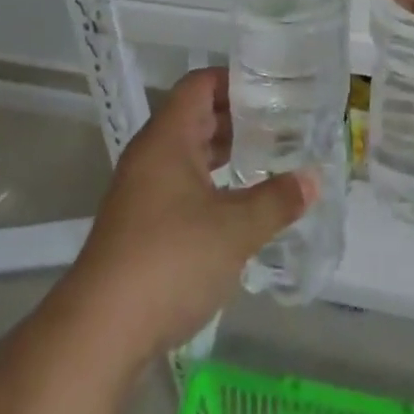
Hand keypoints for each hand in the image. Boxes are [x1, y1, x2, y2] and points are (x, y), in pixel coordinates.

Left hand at [63, 67, 313, 360]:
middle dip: (237, 118)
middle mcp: (151, 153)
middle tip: (280, 124)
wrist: (100, 332)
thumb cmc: (170, 260)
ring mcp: (141, 190)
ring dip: (224, 153)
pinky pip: (180, 184)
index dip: (234, 81)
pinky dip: (209, 184)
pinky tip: (236, 205)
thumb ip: (276, 200)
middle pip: (195, 116)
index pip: (200, 84)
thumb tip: (314, 178)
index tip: (271, 89)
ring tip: (266, 159)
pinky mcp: (139, 225)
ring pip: (188, 153)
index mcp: (168, 136)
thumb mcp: (234, 229)